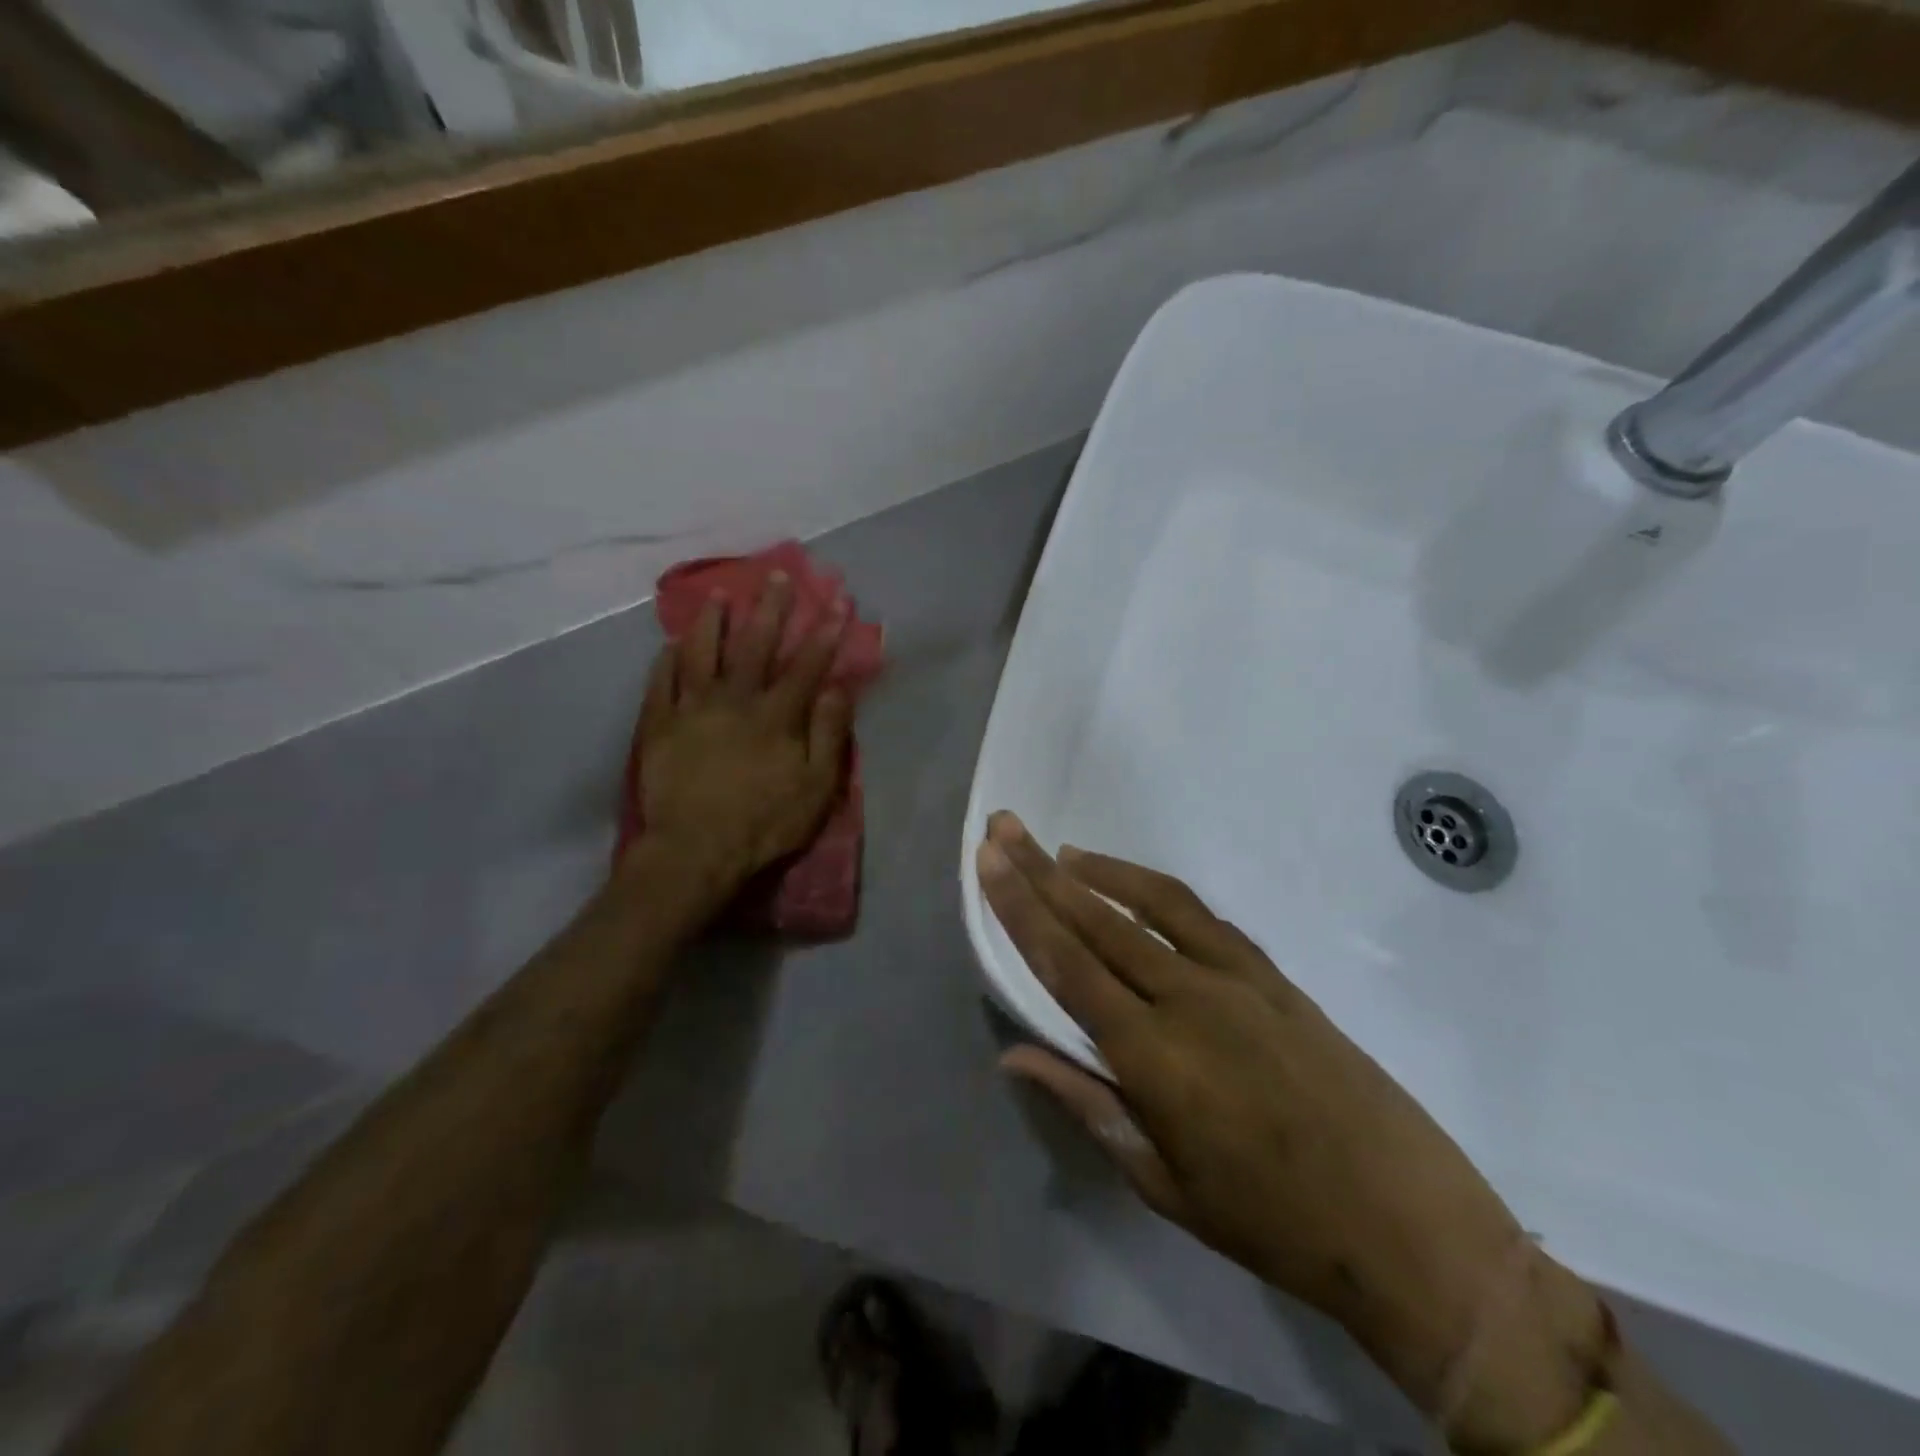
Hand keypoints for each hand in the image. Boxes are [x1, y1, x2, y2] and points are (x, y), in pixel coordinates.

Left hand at [632, 572, 852, 892]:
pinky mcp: (658, 726)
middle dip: (770, 609)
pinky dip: (667, 660)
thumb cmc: (764, 823)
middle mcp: (734, 700)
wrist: (695, 851)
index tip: (838, 602)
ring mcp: (691, 709)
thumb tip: (837, 687)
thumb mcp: (816, 787)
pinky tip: (671, 643)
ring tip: (719, 594)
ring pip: (702, 654)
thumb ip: (828, 733)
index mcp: (775, 715)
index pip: (806, 665)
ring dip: (713, 622)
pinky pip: (661, 683)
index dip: (825, 633)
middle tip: (777, 575)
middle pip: (754, 646)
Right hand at [975, 813, 1534, 1407]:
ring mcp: (1237, 980)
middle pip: (1098, 921)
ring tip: (1058, 852)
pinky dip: (1158, 892)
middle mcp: (1188, 999)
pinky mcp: (1274, 976)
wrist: (1406, 1224)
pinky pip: (1203, 918)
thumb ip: (1086, 1105)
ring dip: (1100, 871)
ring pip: (1152, 905)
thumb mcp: (1163, 1182)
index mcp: (1153, 1056)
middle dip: (1041, 872)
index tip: (989, 862)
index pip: (1066, 965)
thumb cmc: (1271, 1222)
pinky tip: (1134, 886)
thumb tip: (1013, 1055)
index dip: (1020, 909)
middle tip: (1004, 828)